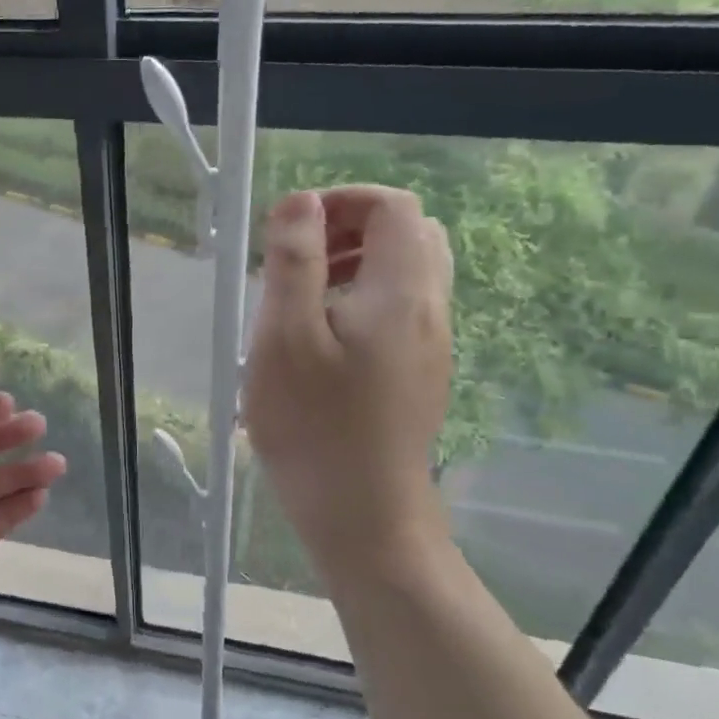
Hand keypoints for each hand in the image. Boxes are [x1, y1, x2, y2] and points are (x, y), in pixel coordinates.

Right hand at [244, 187, 454, 588]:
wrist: (365, 517)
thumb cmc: (315, 426)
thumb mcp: (285, 337)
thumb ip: (295, 261)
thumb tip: (302, 201)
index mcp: (400, 291)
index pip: (393, 207)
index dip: (344, 200)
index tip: (294, 228)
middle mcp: (429, 309)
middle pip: (410, 234)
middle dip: (353, 228)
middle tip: (301, 257)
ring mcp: (432, 344)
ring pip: (408, 273)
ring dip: (358, 263)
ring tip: (305, 295)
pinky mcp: (422, 373)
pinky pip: (403, 310)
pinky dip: (366, 297)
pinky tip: (324, 339)